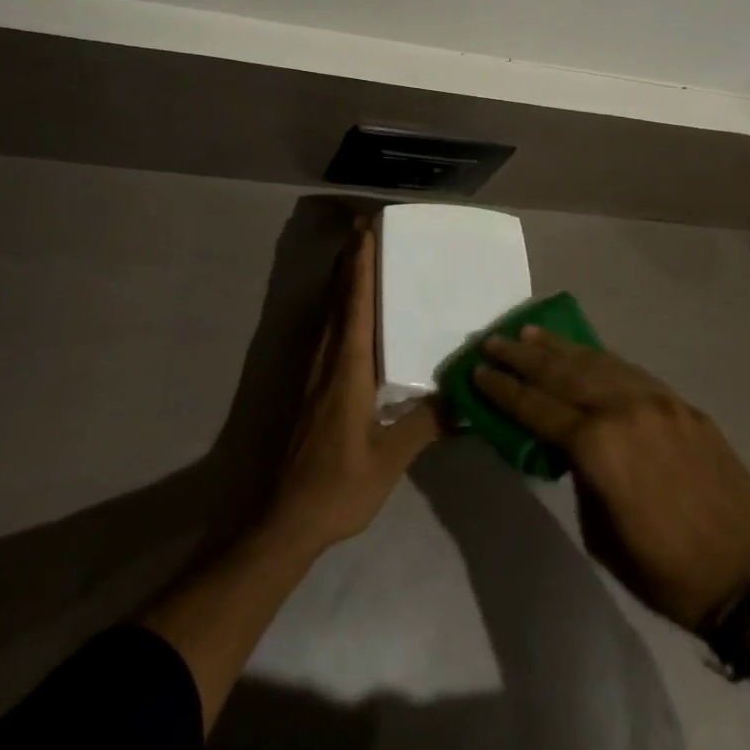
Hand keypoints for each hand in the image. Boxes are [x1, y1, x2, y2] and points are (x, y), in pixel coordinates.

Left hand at [266, 222, 441, 552]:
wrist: (285, 519)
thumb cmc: (339, 486)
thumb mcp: (390, 459)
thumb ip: (425, 424)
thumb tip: (464, 397)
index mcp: (348, 370)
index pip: (356, 306)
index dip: (361, 268)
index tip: (366, 232)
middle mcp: (328, 361)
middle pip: (338, 300)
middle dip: (349, 263)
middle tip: (363, 230)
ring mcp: (315, 375)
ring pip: (329, 315)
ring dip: (342, 282)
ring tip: (356, 256)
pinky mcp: (312, 389)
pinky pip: (328, 334)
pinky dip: (339, 308)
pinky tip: (348, 313)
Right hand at [474, 327, 749, 630]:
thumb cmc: (666, 570)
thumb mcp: (600, 533)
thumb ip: (578, 475)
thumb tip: (565, 446)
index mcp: (597, 447)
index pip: (536, 407)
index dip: (503, 389)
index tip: (477, 371)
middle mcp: (622, 410)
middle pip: (561, 372)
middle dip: (522, 357)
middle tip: (493, 341)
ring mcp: (656, 401)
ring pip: (595, 361)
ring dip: (558, 347)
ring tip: (529, 333)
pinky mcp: (680, 403)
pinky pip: (629, 371)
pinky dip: (599, 358)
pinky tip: (583, 353)